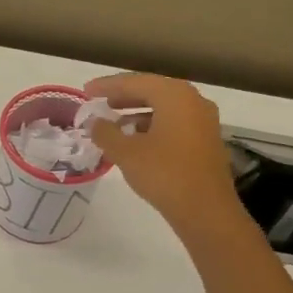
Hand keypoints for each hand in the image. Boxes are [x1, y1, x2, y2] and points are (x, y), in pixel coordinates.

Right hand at [84, 72, 243, 235]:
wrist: (205, 210)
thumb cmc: (164, 174)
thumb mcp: (126, 153)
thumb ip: (106, 133)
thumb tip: (94, 122)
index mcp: (175, 96)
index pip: (136, 82)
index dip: (108, 86)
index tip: (86, 91)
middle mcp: (193, 101)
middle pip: (153, 91)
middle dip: (124, 97)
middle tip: (99, 103)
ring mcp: (203, 122)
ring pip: (165, 109)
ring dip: (138, 113)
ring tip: (114, 124)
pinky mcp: (205, 141)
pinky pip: (174, 124)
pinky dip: (153, 126)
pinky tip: (136, 141)